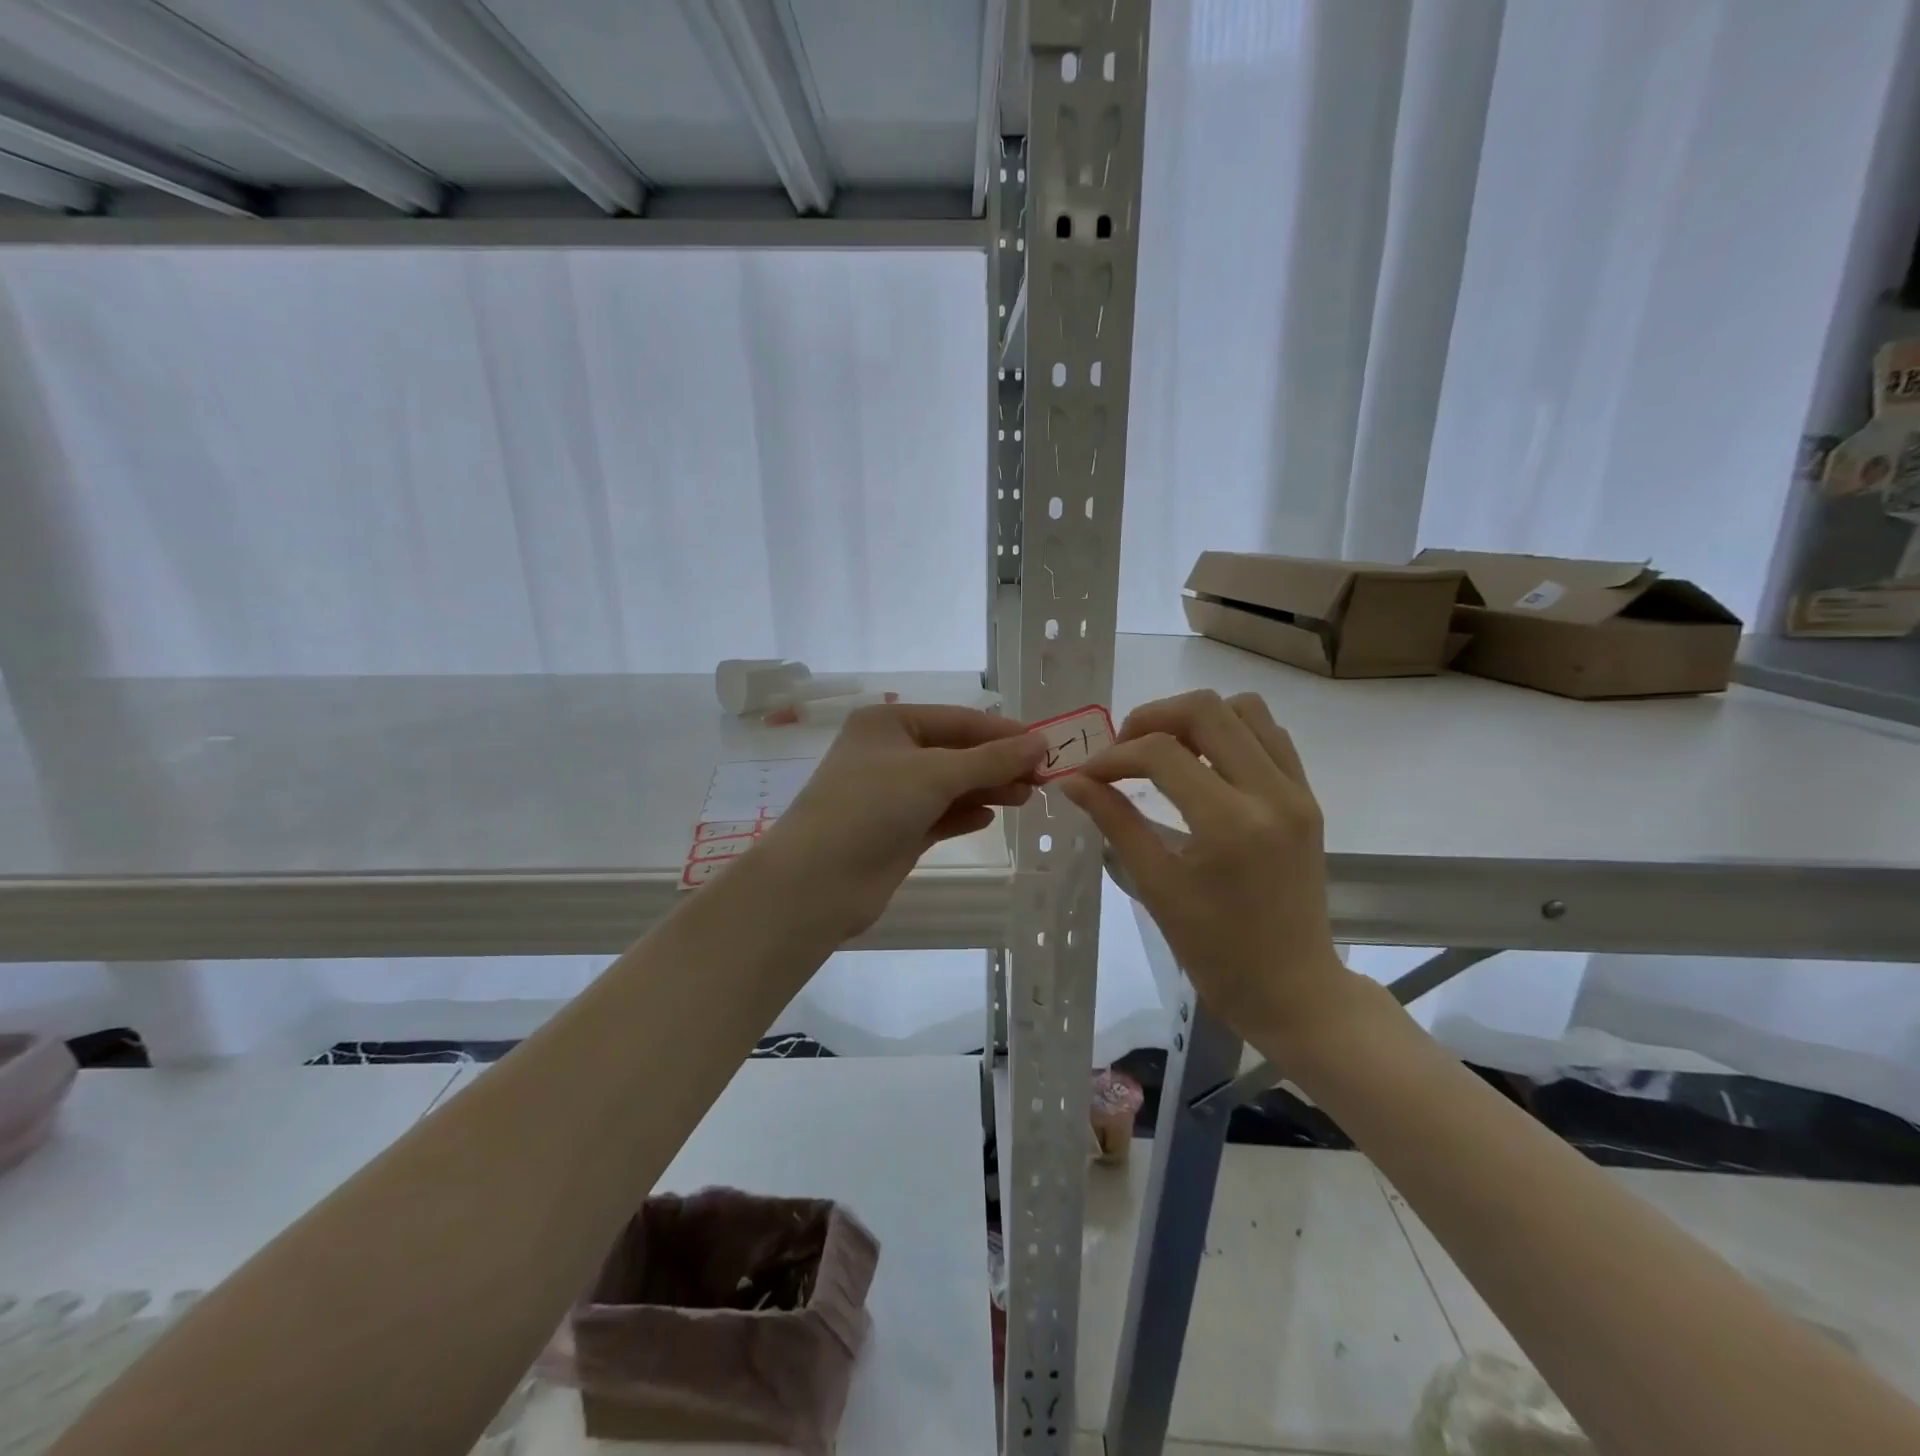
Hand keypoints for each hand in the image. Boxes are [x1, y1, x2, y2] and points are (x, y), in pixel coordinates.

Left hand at [752, 703, 1046, 940]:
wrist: (818, 881)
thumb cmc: (872, 807)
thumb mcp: (935, 774)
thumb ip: (991, 759)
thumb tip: (1041, 742)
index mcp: (889, 723)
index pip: (958, 720)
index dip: (1003, 732)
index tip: (1046, 746)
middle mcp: (889, 753)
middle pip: (956, 752)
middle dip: (998, 763)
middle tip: (1044, 778)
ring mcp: (891, 794)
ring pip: (950, 784)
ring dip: (987, 788)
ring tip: (1027, 797)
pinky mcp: (896, 830)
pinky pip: (939, 815)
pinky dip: (964, 814)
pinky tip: (989, 817)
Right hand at [1058, 690, 1349, 1042]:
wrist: (1292, 988)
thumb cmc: (1215, 950)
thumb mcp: (1156, 885)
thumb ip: (1115, 821)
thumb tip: (1072, 781)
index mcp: (1229, 824)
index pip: (1161, 753)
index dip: (1114, 756)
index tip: (1087, 774)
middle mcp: (1270, 793)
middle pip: (1206, 710)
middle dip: (1151, 718)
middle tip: (1123, 750)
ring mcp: (1296, 791)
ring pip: (1244, 709)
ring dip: (1195, 718)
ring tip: (1164, 751)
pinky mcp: (1308, 797)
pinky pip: (1270, 735)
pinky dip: (1230, 732)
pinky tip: (1203, 763)